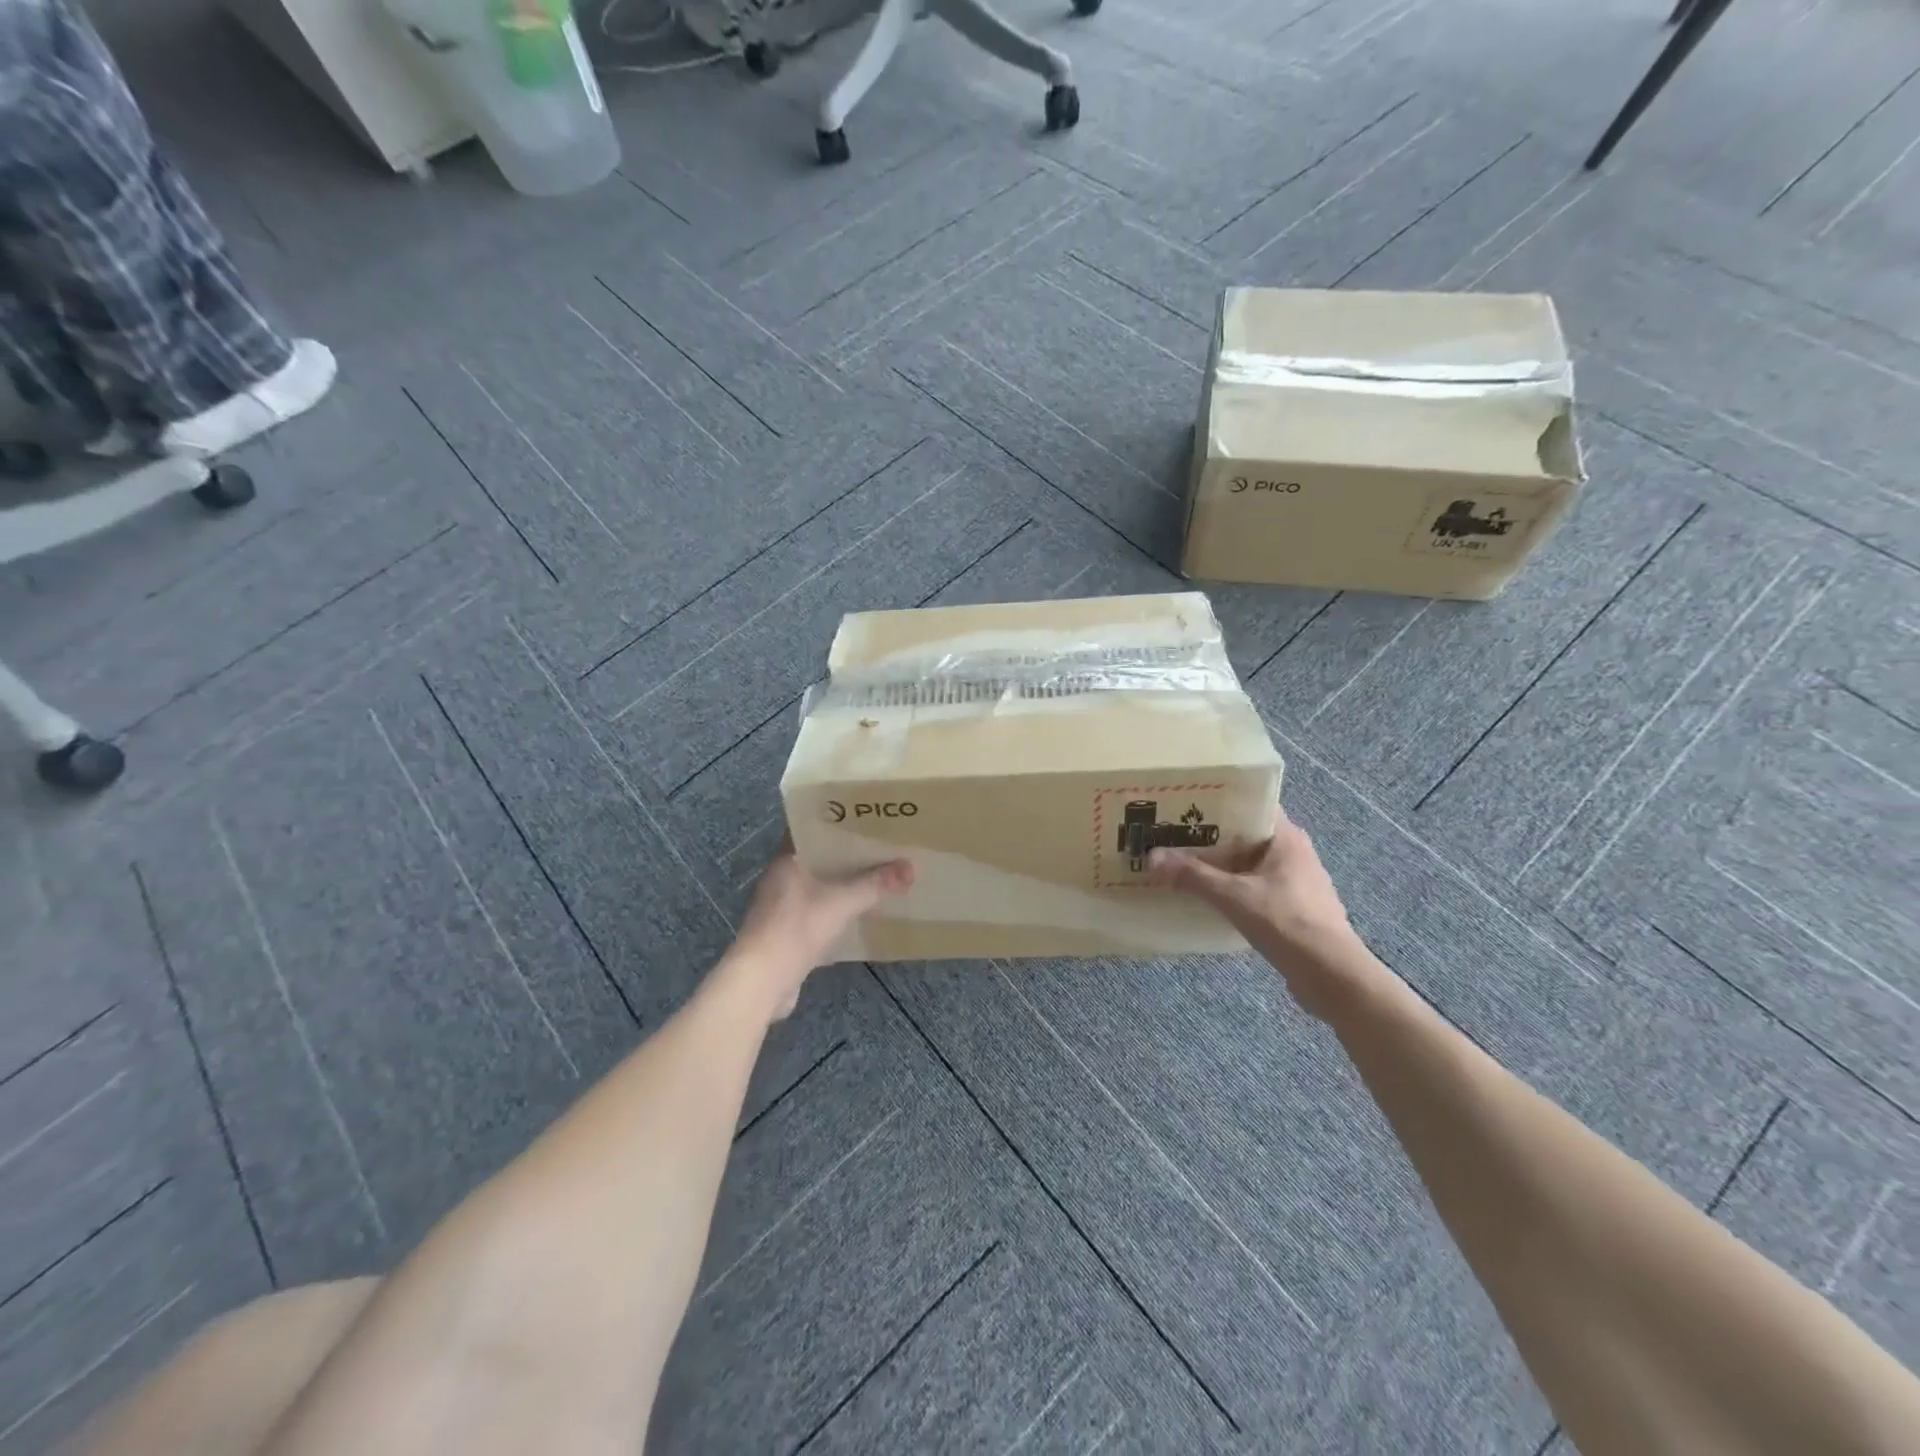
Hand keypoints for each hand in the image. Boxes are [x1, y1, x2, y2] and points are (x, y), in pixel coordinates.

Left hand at [725, 839, 913, 1018]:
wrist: (762, 981)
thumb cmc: (798, 928)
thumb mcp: (844, 902)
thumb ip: (876, 884)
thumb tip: (910, 867)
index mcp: (786, 859)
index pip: (809, 828)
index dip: (835, 821)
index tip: (862, 817)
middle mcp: (780, 878)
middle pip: (817, 858)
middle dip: (845, 854)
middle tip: (878, 846)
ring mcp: (780, 907)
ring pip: (817, 886)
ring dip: (841, 883)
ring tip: (874, 876)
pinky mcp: (785, 932)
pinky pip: (816, 911)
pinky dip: (835, 910)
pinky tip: (858, 913)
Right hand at [1147, 808, 1388, 1018]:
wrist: (1332, 976)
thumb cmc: (1286, 923)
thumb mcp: (1233, 896)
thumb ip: (1192, 875)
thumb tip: (1151, 856)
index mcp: (1287, 838)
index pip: (1250, 806)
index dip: (1218, 803)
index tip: (1184, 806)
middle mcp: (1294, 853)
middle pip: (1245, 836)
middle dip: (1210, 837)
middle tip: (1172, 835)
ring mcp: (1296, 882)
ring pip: (1249, 864)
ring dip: (1220, 866)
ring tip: (1181, 864)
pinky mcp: (1293, 908)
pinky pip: (1254, 887)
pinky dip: (1232, 888)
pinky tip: (1206, 897)